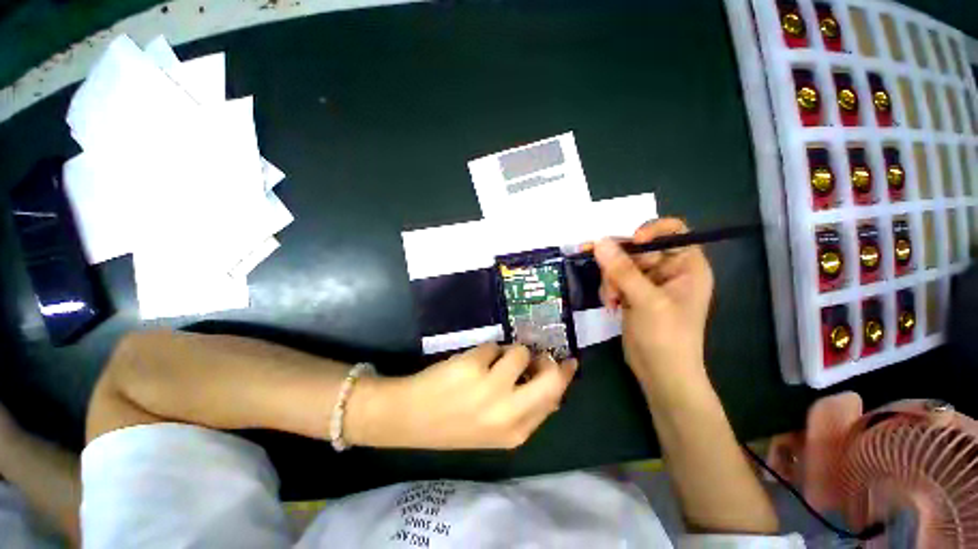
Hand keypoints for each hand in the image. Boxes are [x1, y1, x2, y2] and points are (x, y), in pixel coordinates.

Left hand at [346, 344, 576, 449]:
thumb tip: (550, 380)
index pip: (554, 398)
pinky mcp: (474, 366)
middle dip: (550, 361)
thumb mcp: (497, 428)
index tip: (567, 363)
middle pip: (551, 377)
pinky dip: (488, 351)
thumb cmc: (456, 423)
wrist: (410, 418)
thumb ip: (526, 408)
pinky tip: (473, 363)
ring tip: (492, 362)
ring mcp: (490, 388)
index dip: (563, 377)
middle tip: (540, 354)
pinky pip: (494, 346)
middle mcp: (508, 411)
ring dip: (509, 352)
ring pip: (519, 352)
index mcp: (516, 431)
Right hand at [593, 218, 713, 394]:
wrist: (660, 373)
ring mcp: (648, 282)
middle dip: (619, 264)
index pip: (672, 231)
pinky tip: (611, 305)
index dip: (651, 230)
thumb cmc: (666, 336)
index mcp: (687, 265)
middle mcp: (668, 269)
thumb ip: (622, 270)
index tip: (632, 242)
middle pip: (637, 248)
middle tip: (610, 283)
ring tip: (612, 300)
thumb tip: (599, 241)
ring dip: (611, 280)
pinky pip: (614, 279)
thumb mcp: (646, 300)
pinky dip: (609, 289)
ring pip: (620, 264)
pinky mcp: (632, 293)